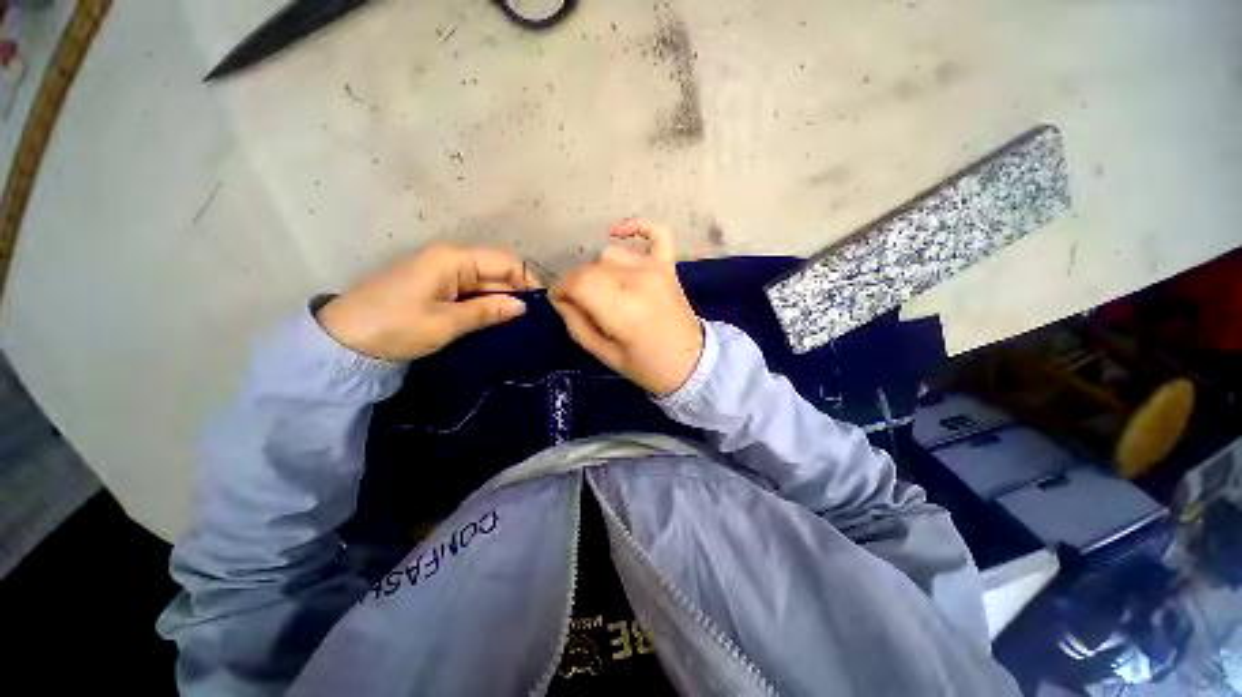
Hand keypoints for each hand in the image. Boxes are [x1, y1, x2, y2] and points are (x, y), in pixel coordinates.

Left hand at [316, 243, 542, 360]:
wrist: (341, 341)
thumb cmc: (394, 327)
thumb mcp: (446, 322)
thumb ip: (487, 310)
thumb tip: (523, 306)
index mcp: (453, 259)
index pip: (505, 261)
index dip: (527, 281)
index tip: (543, 307)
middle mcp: (450, 259)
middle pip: (496, 271)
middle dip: (516, 293)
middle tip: (533, 322)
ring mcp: (442, 273)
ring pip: (485, 283)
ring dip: (501, 301)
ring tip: (519, 326)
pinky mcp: (435, 287)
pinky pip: (470, 292)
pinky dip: (484, 305)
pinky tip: (495, 323)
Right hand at [551, 218, 702, 396]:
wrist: (691, 364)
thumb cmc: (647, 367)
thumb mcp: (604, 355)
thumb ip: (576, 325)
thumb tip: (561, 300)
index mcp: (623, 310)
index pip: (579, 283)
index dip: (562, 291)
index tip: (559, 303)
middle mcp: (639, 281)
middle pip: (591, 268)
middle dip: (576, 285)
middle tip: (580, 305)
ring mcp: (656, 270)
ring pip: (610, 254)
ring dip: (598, 270)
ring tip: (604, 291)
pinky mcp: (668, 266)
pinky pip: (655, 232)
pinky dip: (636, 226)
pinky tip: (616, 232)